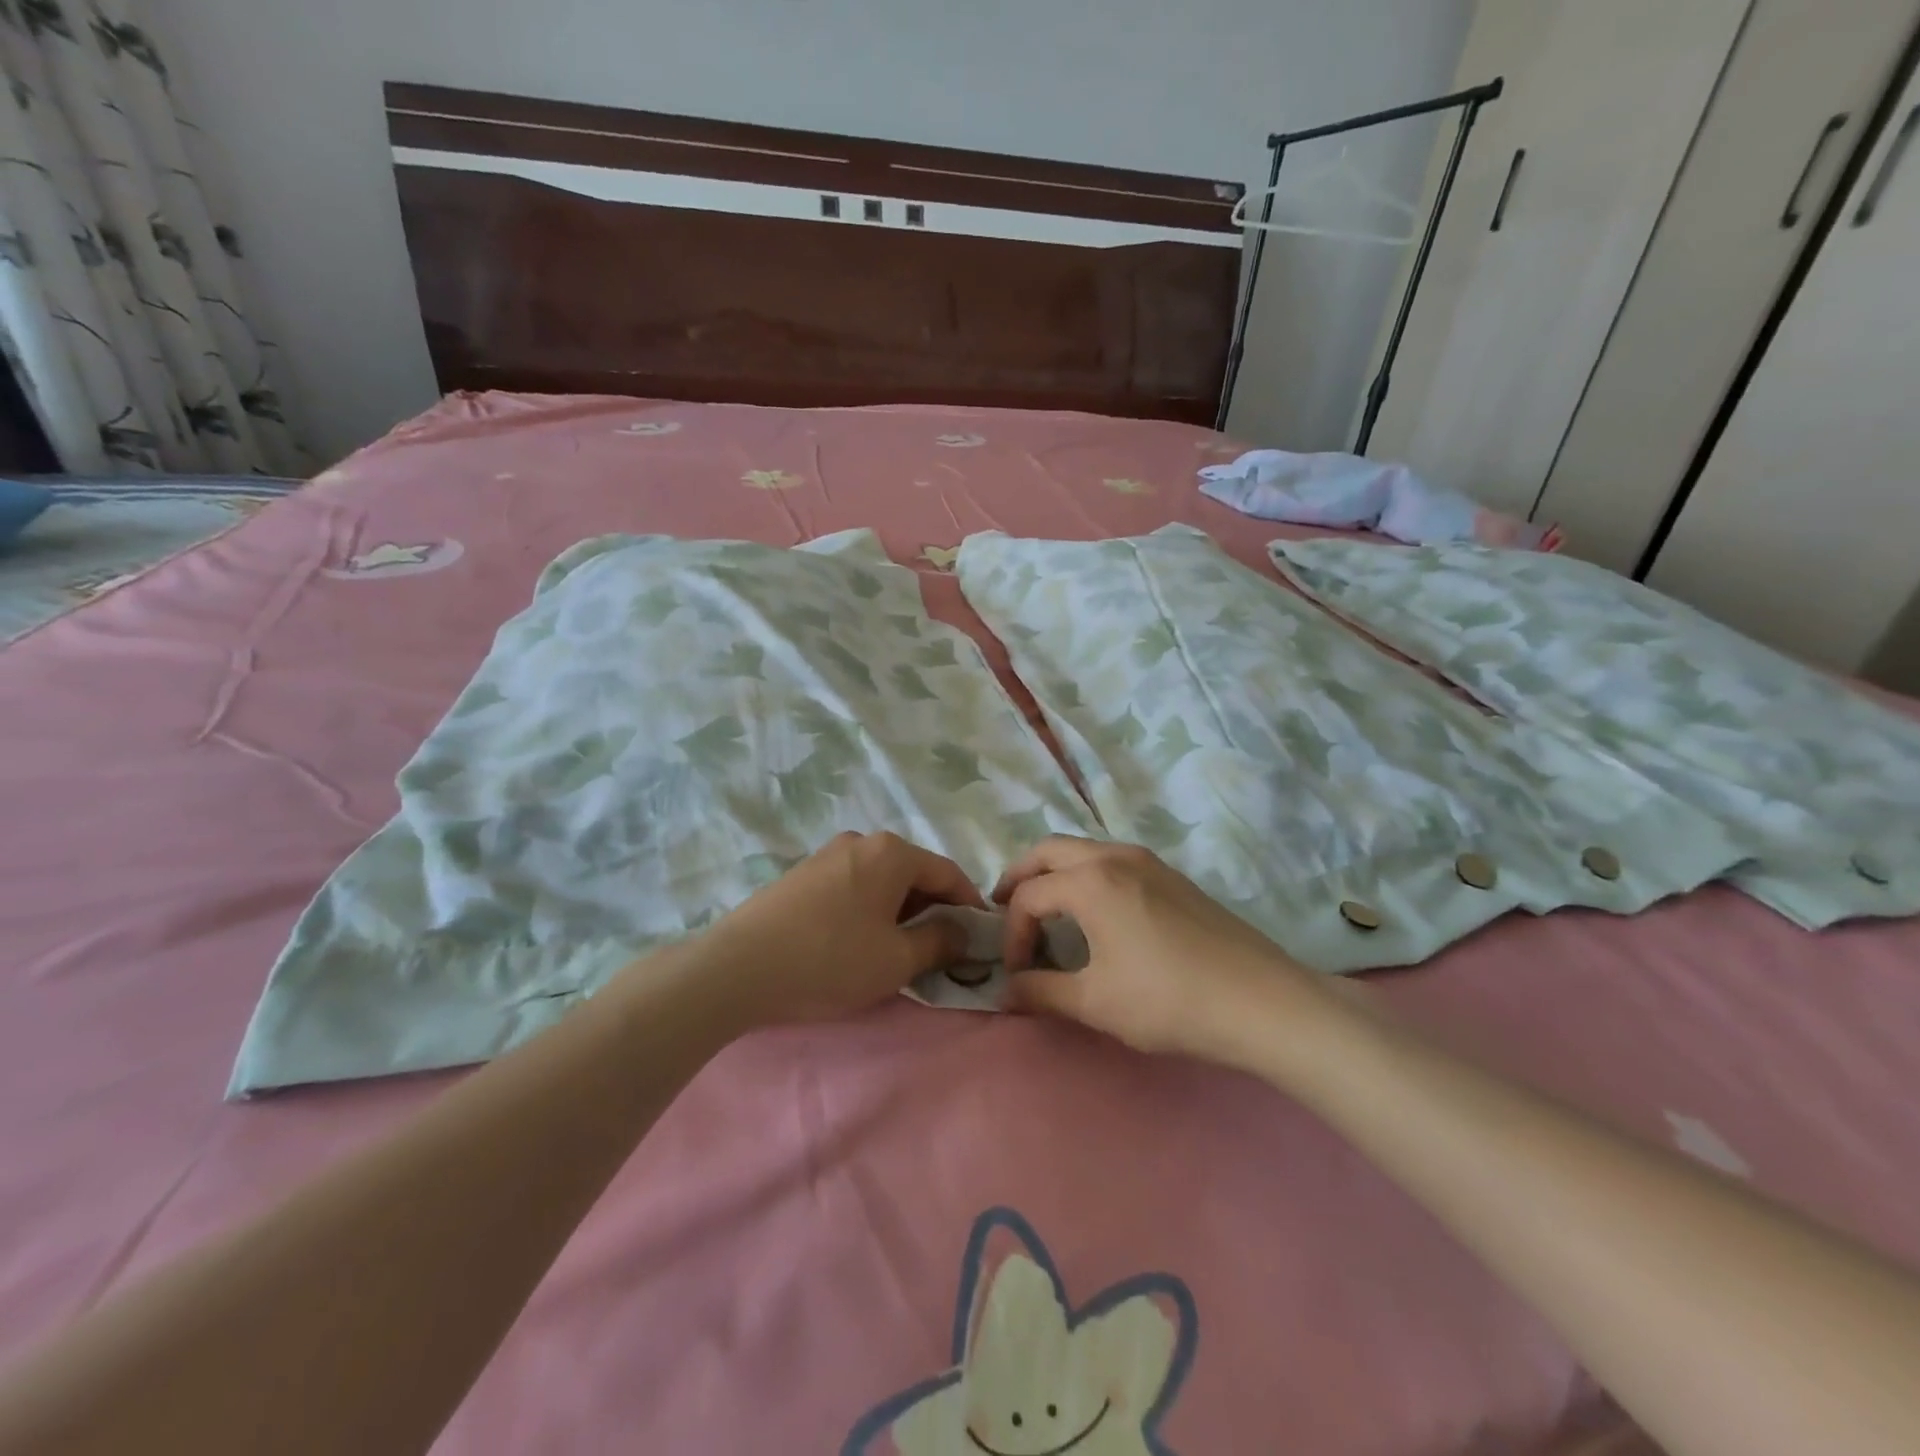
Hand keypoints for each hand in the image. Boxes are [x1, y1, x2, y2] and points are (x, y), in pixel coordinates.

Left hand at [695, 832, 983, 1028]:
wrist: (737, 968)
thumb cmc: (830, 960)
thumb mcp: (897, 959)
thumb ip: (940, 942)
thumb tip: (963, 932)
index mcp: (892, 852)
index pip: (948, 873)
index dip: (969, 906)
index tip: (980, 938)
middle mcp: (862, 841)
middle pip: (914, 873)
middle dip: (934, 909)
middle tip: (943, 949)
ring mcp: (827, 854)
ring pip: (882, 881)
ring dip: (901, 911)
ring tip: (903, 950)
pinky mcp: (802, 875)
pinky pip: (854, 887)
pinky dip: (871, 910)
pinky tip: (861, 942)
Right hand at [994, 837, 1337, 1062]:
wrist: (1262, 1002)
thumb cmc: (1169, 1000)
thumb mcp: (1095, 1003)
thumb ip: (1041, 992)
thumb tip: (1006, 991)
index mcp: (1089, 881)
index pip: (1028, 896)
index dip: (1012, 934)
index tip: (1018, 974)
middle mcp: (1114, 856)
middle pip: (1049, 851)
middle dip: (1020, 877)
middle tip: (1004, 909)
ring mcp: (1148, 862)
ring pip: (1083, 850)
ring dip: (1055, 873)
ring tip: (1047, 912)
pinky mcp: (1172, 876)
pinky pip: (1112, 861)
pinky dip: (1086, 876)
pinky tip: (1096, 914)